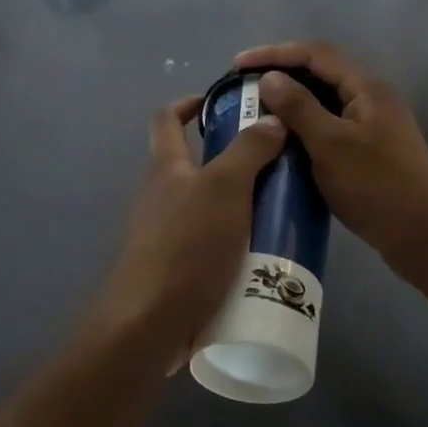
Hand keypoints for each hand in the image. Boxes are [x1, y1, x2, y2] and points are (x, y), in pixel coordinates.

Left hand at [90, 95, 286, 371]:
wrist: (149, 324)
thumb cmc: (186, 245)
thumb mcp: (225, 188)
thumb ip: (249, 151)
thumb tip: (271, 118)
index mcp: (166, 167)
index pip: (167, 118)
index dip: (190, 103)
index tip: (224, 102)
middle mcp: (160, 195)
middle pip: (194, 163)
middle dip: (232, 159)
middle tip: (274, 163)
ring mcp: (164, 234)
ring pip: (206, 206)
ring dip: (238, 203)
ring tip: (279, 209)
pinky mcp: (174, 269)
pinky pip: (209, 243)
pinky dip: (234, 241)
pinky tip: (264, 254)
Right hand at [236, 41, 427, 290]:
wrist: (427, 238)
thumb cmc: (378, 187)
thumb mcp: (331, 145)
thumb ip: (299, 107)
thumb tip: (270, 77)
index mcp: (366, 87)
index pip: (315, 53)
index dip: (275, 53)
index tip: (238, 64)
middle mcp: (371, 97)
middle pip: (321, 71)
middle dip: (282, 72)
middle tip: (246, 84)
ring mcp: (372, 124)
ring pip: (325, 99)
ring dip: (292, 99)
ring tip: (258, 109)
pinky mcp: (370, 148)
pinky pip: (330, 123)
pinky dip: (304, 124)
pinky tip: (284, 139)